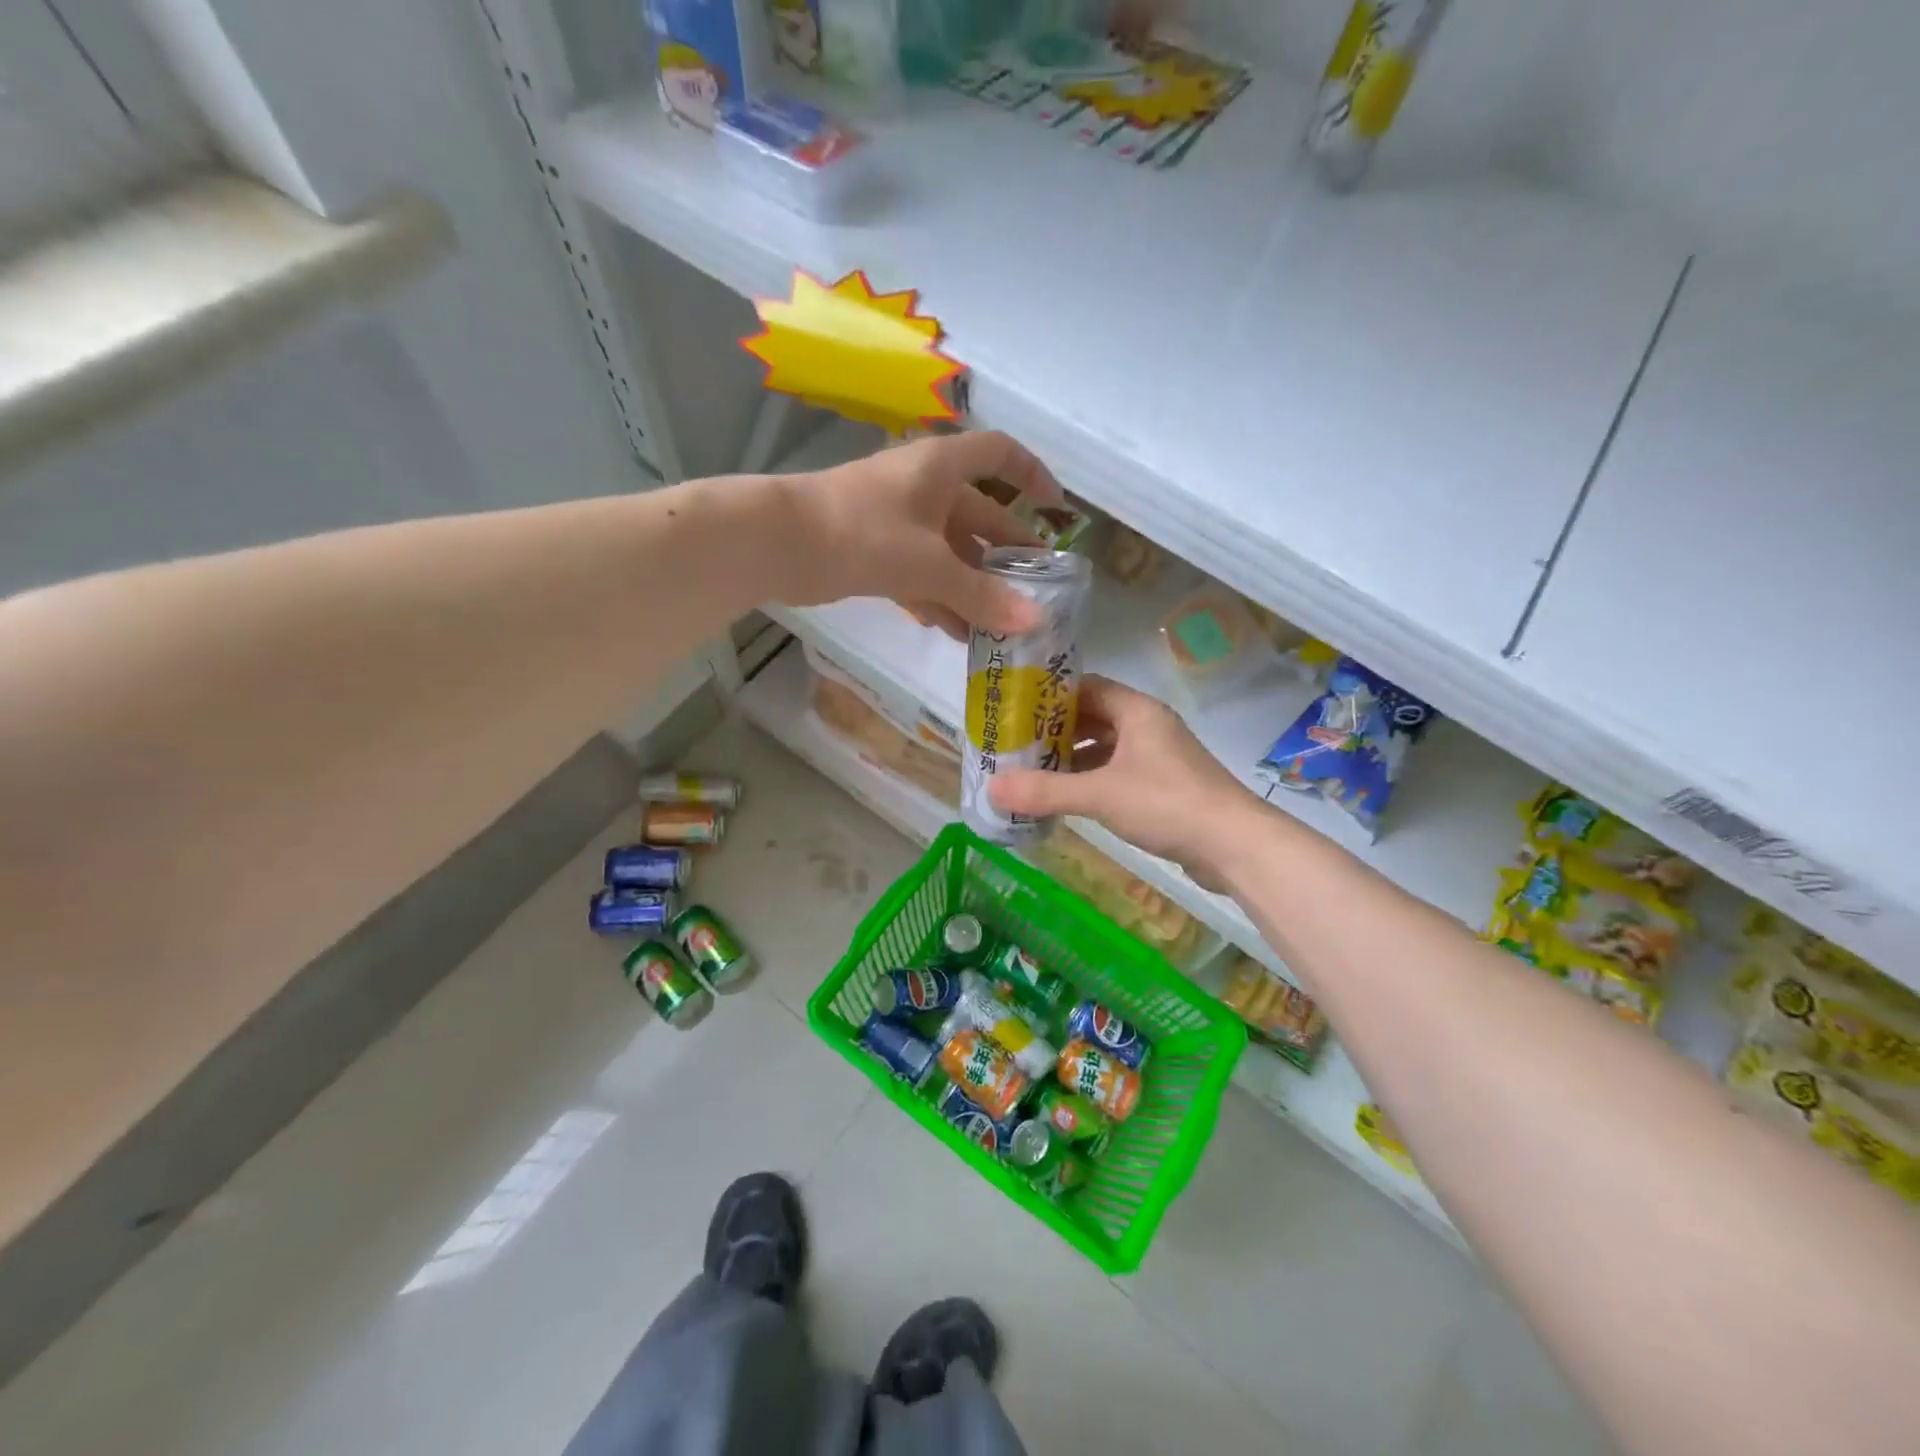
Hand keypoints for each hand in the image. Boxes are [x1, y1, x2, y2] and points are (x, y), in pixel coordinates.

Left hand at [777, 431, 1062, 638]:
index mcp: (942, 468)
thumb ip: (982, 595)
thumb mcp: (930, 565)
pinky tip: (954, 631)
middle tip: (1034, 591)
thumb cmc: (863, 534)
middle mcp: (923, 487)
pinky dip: (937, 597)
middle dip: (1007, 553)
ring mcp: (896, 519)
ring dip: (972, 586)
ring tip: (998, 626)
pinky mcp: (873, 550)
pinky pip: (918, 572)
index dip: (1033, 476)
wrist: (777, 543)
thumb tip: (1035, 622)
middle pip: (979, 515)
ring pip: (948, 551)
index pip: (1000, 455)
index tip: (1056, 511)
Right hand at [989, 675, 1266, 888]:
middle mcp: (1148, 726)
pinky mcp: (1164, 786)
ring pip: (1106, 747)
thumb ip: (1045, 791)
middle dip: (1055, 730)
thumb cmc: (1168, 804)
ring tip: (1033, 771)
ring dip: (1073, 758)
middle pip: (1093, 717)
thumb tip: (991, 788)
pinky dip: (1092, 779)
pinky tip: (1068, 797)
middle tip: (1016, 744)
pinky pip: (1118, 772)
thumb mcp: (1100, 795)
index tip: (1015, 708)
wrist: (1235, 845)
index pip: (1086, 686)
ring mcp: (1159, 757)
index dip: (1049, 695)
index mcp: (1137, 711)